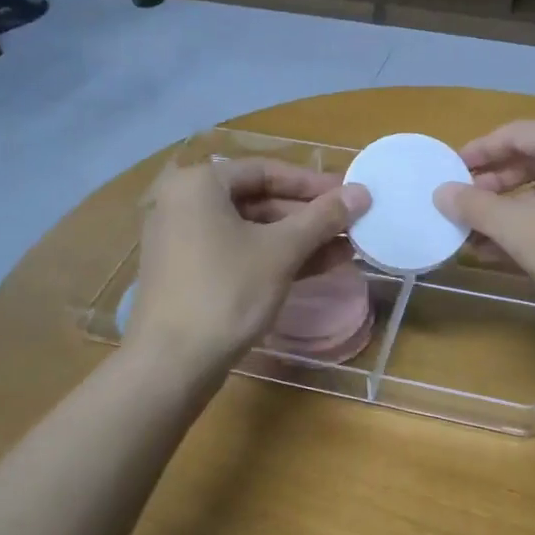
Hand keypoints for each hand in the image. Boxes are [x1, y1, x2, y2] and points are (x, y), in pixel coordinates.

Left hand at [129, 158, 368, 370]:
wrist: (172, 363)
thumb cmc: (226, 292)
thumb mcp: (281, 251)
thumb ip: (323, 218)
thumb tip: (362, 192)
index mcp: (199, 184)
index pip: (266, 171)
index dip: (312, 183)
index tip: (349, 195)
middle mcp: (185, 204)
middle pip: (259, 200)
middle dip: (308, 215)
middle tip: (351, 224)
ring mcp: (185, 241)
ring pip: (253, 230)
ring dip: (299, 238)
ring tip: (347, 248)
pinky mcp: (191, 273)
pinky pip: (240, 253)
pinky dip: (276, 257)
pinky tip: (319, 267)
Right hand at [434, 121, 534, 331]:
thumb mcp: (519, 227)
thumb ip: (475, 206)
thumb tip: (441, 192)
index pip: (515, 133)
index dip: (478, 151)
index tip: (450, 171)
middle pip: (532, 162)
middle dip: (492, 187)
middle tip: (462, 207)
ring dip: (509, 214)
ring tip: (475, 239)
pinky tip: (509, 256)